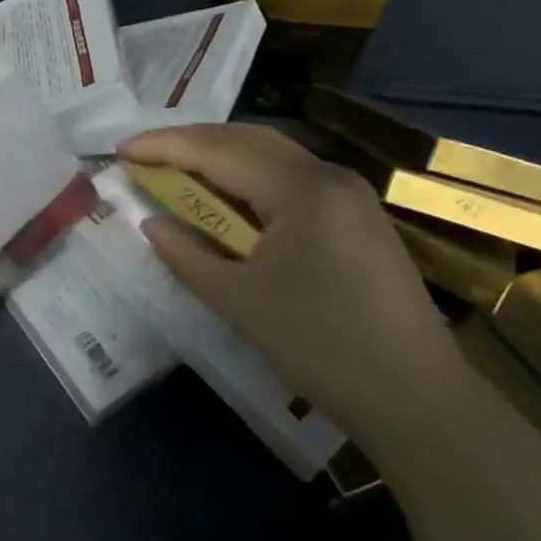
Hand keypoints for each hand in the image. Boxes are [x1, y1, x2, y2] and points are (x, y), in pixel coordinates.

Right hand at [119, 124, 470, 446]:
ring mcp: (350, 192)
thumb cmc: (321, 348)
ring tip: (178, 169)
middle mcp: (328, 174)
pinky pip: (292, 175)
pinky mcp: (360, 214)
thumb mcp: (238, 302)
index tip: (120, 149)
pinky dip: (251, 175)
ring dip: (220, 154)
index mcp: (300, 189)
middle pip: (245, 138)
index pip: (216, 150)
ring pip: (271, 152)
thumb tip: (151, 223)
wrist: (420, 402)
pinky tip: (231, 196)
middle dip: (189, 142)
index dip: (163, 146)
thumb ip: (186, 255)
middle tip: (144, 156)